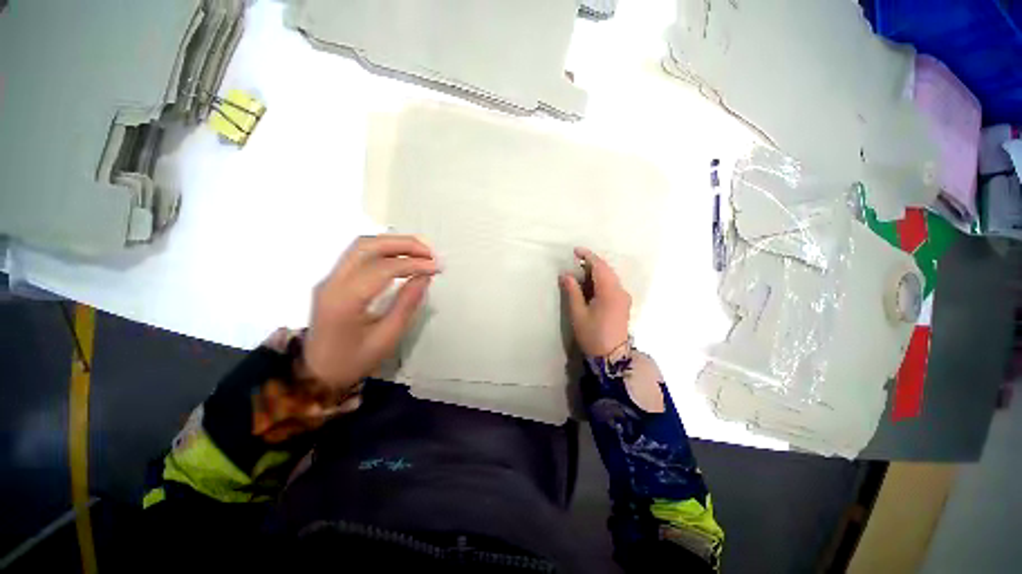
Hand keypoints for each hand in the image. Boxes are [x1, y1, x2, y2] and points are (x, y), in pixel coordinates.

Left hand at [304, 235, 439, 389]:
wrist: (317, 374)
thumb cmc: (354, 360)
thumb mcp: (387, 337)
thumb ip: (407, 304)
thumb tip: (424, 277)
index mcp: (345, 300)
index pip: (383, 268)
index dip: (413, 263)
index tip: (436, 267)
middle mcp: (332, 282)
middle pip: (368, 246)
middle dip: (403, 243)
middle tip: (430, 252)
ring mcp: (330, 278)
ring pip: (362, 245)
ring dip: (394, 243)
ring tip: (421, 251)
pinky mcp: (333, 280)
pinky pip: (359, 254)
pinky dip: (384, 250)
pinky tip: (402, 256)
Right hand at [560, 247, 631, 356]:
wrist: (612, 357)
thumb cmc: (592, 335)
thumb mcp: (578, 313)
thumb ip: (572, 291)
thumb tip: (565, 274)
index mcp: (610, 292)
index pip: (599, 266)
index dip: (587, 256)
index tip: (575, 251)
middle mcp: (620, 291)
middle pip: (606, 270)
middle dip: (591, 263)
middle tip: (574, 263)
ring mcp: (624, 297)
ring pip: (610, 277)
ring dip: (596, 272)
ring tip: (579, 273)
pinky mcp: (623, 304)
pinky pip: (612, 285)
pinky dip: (601, 280)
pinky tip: (590, 285)